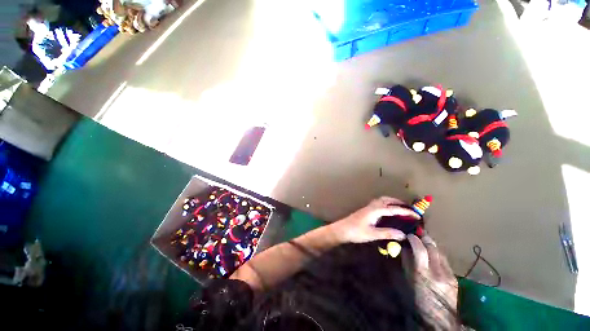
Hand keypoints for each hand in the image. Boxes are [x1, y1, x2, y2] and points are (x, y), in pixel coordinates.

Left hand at [330, 197, 419, 243]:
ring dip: (392, 202)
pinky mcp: (366, 210)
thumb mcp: (372, 234)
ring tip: (401, 209)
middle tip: (410, 209)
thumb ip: (388, 233)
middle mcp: (372, 206)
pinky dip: (387, 204)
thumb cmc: (356, 232)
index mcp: (375, 210)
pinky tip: (388, 212)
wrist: (342, 229)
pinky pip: (379, 203)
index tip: (417, 215)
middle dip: (399, 203)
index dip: (406, 212)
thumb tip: (403, 234)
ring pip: (382, 200)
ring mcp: (368, 207)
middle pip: (387, 200)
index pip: (393, 209)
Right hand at [407, 234, 458, 327]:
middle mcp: (439, 272)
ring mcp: (449, 274)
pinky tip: (433, 253)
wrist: (440, 318)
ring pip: (440, 252)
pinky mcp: (455, 277)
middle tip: (418, 232)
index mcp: (424, 274)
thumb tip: (404, 248)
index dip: (414, 239)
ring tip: (424, 240)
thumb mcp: (409, 281)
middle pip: (433, 248)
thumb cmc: (419, 300)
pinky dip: (437, 253)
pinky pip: (445, 260)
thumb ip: (407, 263)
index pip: (421, 250)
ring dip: (432, 244)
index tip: (408, 234)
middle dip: (425, 238)